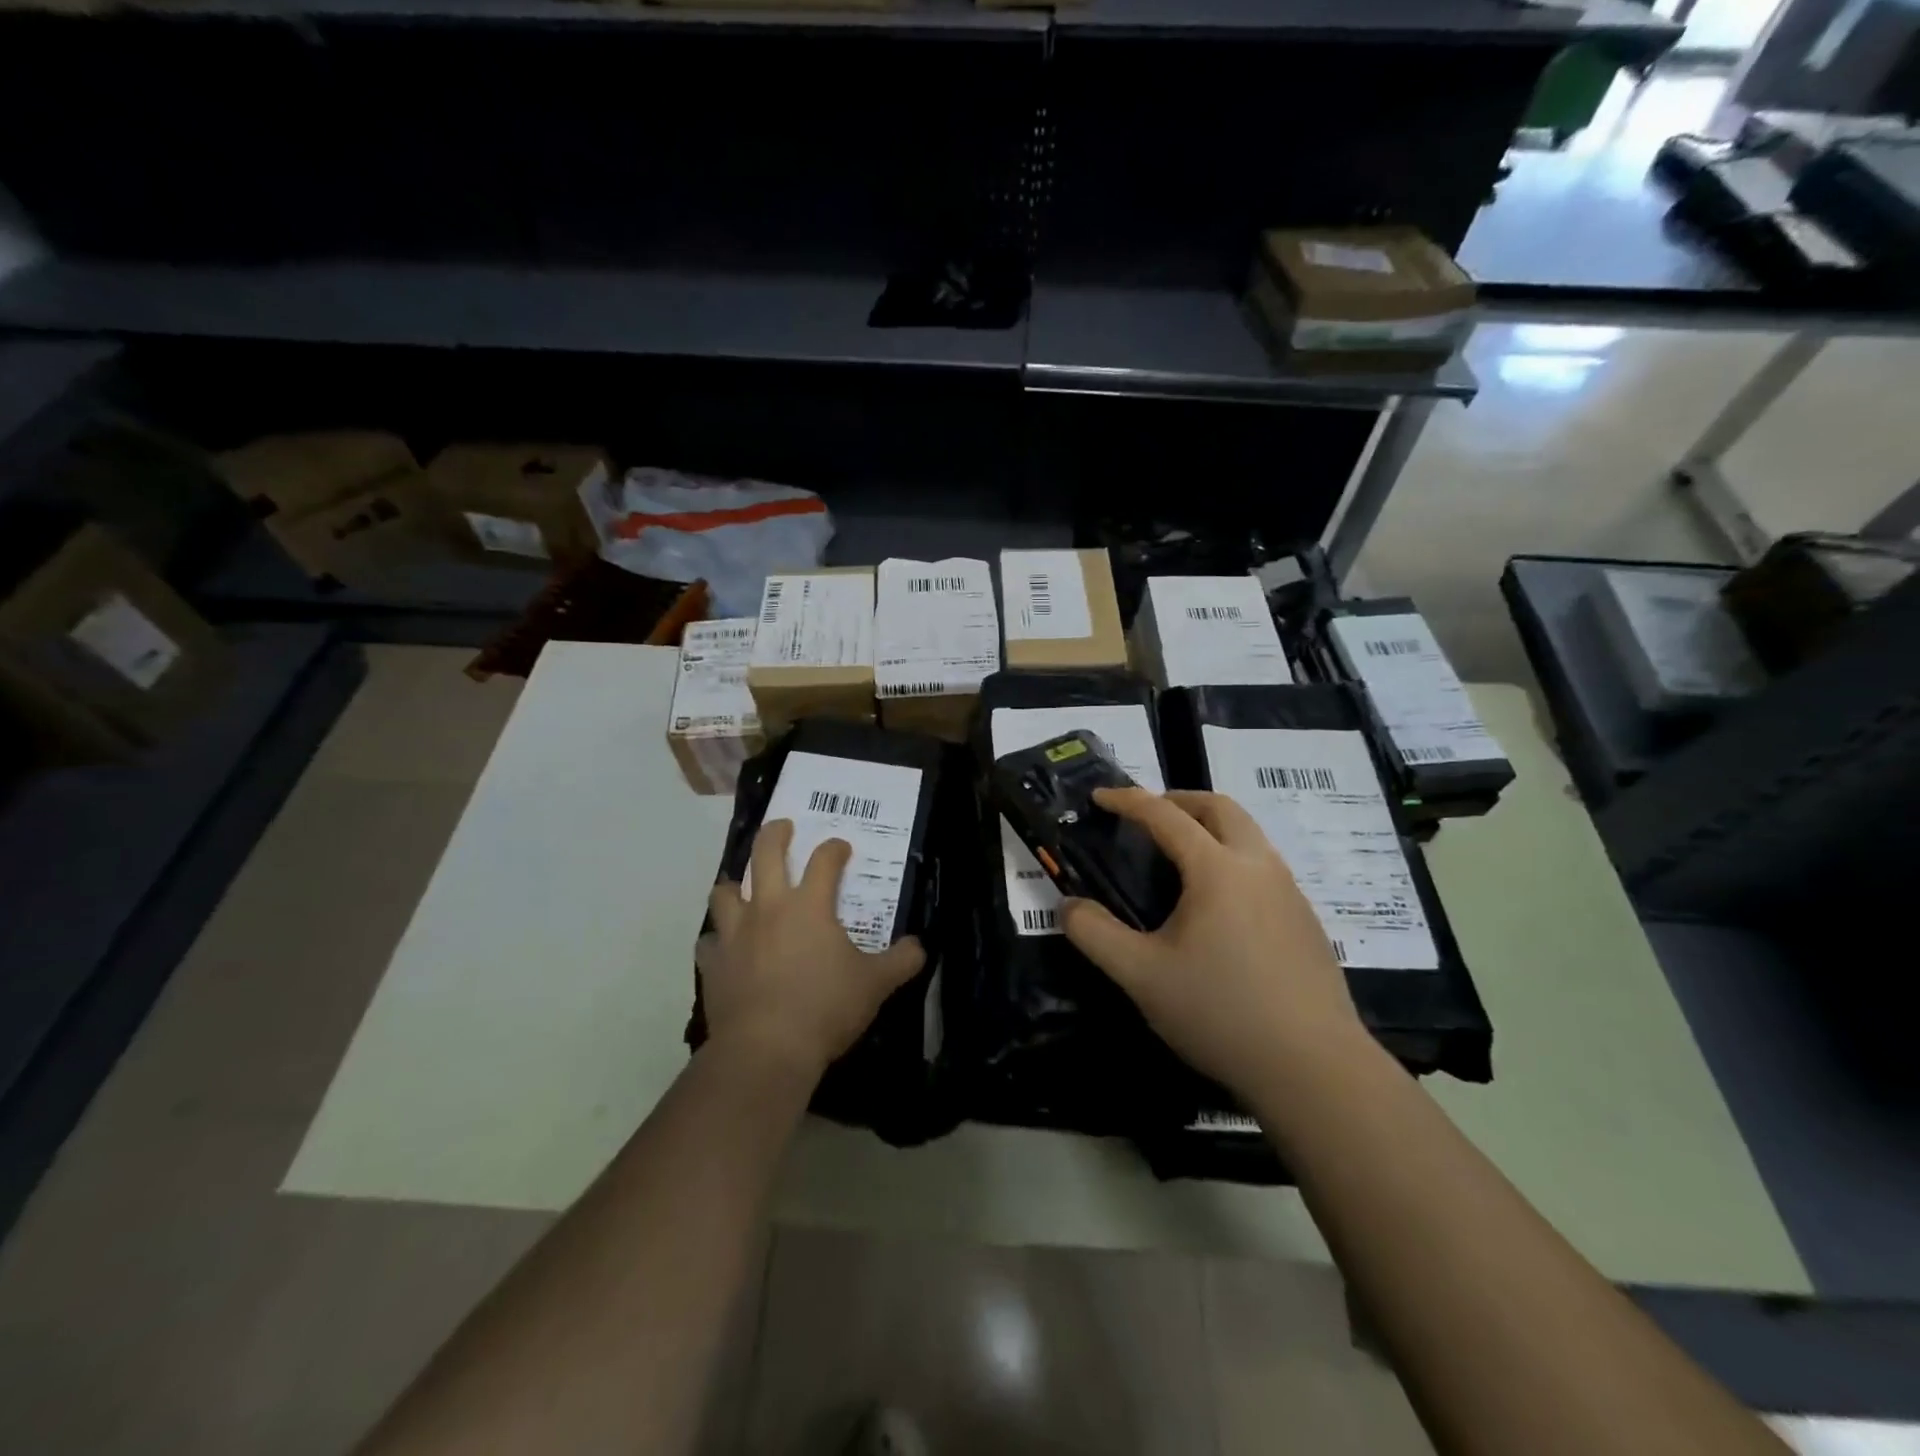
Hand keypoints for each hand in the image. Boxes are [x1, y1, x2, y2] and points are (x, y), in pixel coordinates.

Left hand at [699, 819, 925, 1083]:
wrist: (766, 1050)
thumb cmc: (826, 1008)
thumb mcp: (875, 985)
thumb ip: (901, 961)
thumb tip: (919, 947)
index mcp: (809, 906)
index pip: (824, 860)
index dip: (834, 849)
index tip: (841, 848)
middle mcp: (769, 908)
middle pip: (765, 854)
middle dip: (775, 834)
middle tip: (783, 827)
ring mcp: (735, 934)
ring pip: (725, 892)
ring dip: (734, 885)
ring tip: (742, 888)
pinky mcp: (713, 964)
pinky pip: (709, 941)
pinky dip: (717, 940)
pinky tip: (725, 947)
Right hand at [1061, 788, 1366, 1099]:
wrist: (1314, 1069)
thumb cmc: (1220, 1013)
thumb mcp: (1141, 976)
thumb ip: (1095, 935)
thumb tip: (1068, 906)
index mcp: (1217, 869)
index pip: (1165, 815)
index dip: (1127, 800)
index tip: (1099, 796)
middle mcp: (1259, 867)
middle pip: (1220, 808)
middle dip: (1179, 800)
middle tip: (1148, 816)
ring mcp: (1290, 893)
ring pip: (1249, 836)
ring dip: (1211, 828)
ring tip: (1179, 860)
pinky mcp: (1307, 922)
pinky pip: (1265, 868)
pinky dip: (1233, 860)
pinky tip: (1218, 908)